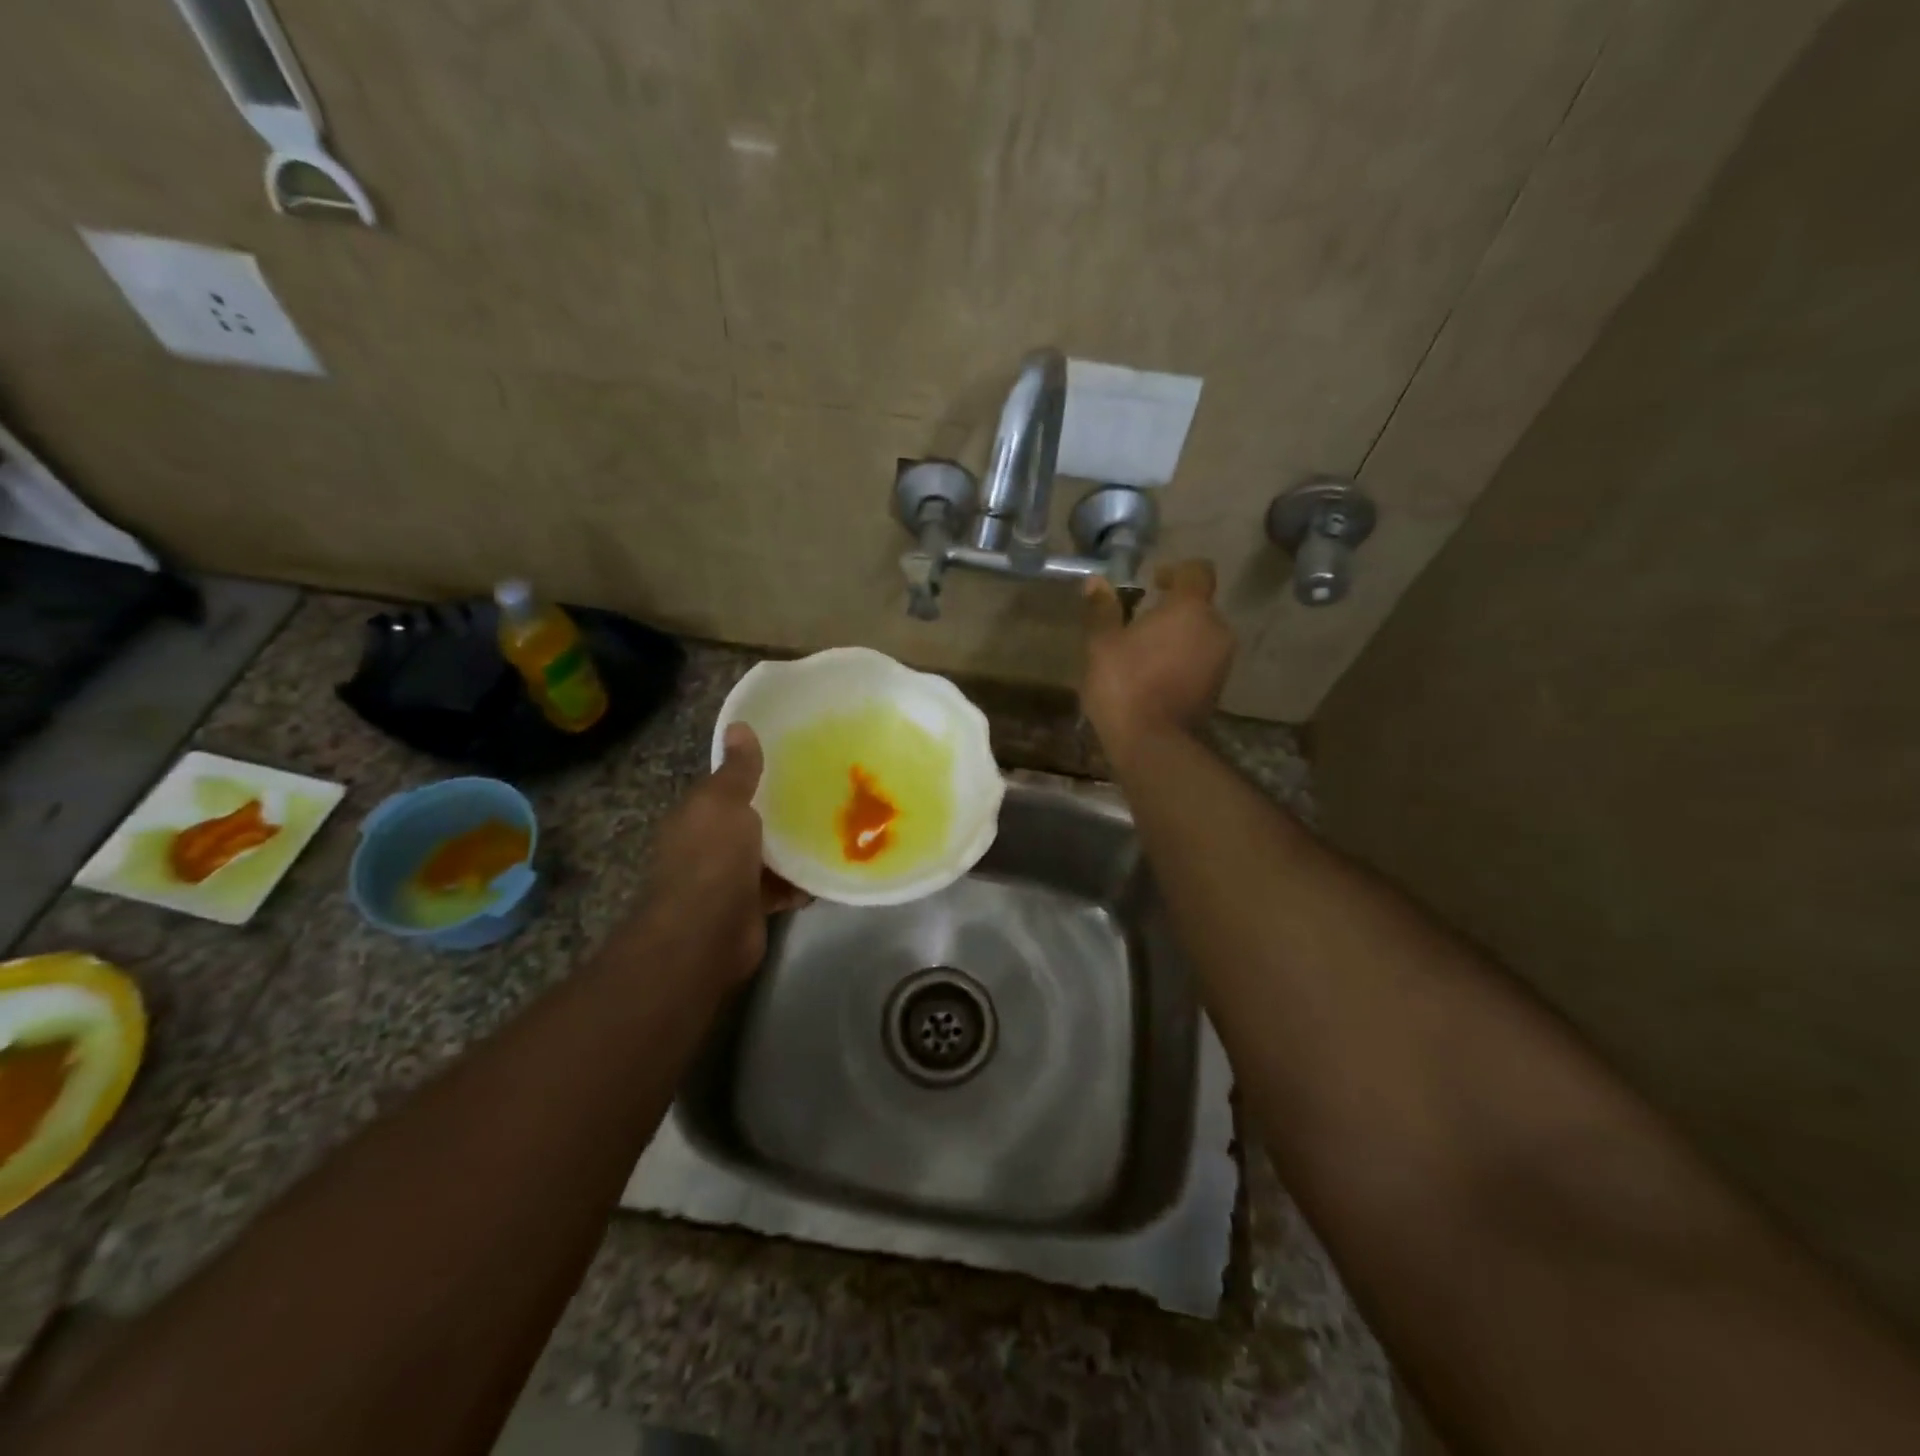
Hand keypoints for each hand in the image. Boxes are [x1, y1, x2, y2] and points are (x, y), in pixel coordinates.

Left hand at [636, 723, 806, 983]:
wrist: (706, 935)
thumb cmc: (712, 859)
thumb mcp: (724, 803)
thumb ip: (738, 770)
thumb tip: (738, 725)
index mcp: (697, 815)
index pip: (726, 787)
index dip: (754, 773)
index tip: (792, 759)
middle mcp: (709, 845)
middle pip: (750, 821)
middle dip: (781, 810)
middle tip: (825, 792)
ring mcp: (730, 879)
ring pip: (769, 854)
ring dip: (795, 847)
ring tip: (836, 827)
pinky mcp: (752, 907)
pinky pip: (782, 887)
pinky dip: (802, 882)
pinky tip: (830, 868)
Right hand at [1082, 560, 1235, 764]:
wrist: (1152, 745)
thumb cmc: (1124, 685)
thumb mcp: (1102, 644)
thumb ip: (1103, 609)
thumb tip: (1097, 582)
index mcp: (1190, 609)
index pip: (1197, 571)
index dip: (1176, 571)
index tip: (1152, 581)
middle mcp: (1216, 629)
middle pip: (1199, 606)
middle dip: (1173, 609)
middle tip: (1139, 621)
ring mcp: (1221, 661)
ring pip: (1201, 635)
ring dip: (1178, 637)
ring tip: (1144, 652)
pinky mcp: (1218, 689)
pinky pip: (1202, 661)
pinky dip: (1183, 660)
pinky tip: (1155, 676)